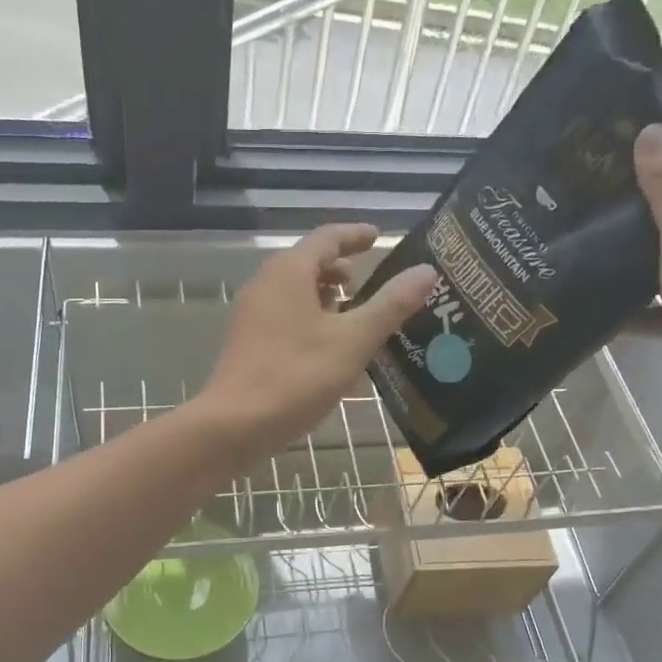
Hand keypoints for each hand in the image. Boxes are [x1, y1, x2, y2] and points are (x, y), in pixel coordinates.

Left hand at [198, 224, 436, 461]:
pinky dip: (310, 321)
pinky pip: (285, 318)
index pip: (327, 238)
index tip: (377, 236)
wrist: (234, 425)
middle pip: (307, 264)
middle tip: (368, 282)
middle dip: (340, 270)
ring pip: (295, 293)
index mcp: (289, 272)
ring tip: (353, 316)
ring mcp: (252, 315)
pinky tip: (328, 350)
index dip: (355, 236)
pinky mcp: (248, 343)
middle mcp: (266, 284)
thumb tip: (426, 270)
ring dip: (325, 298)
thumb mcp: (353, 341)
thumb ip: (390, 305)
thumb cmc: (296, 377)